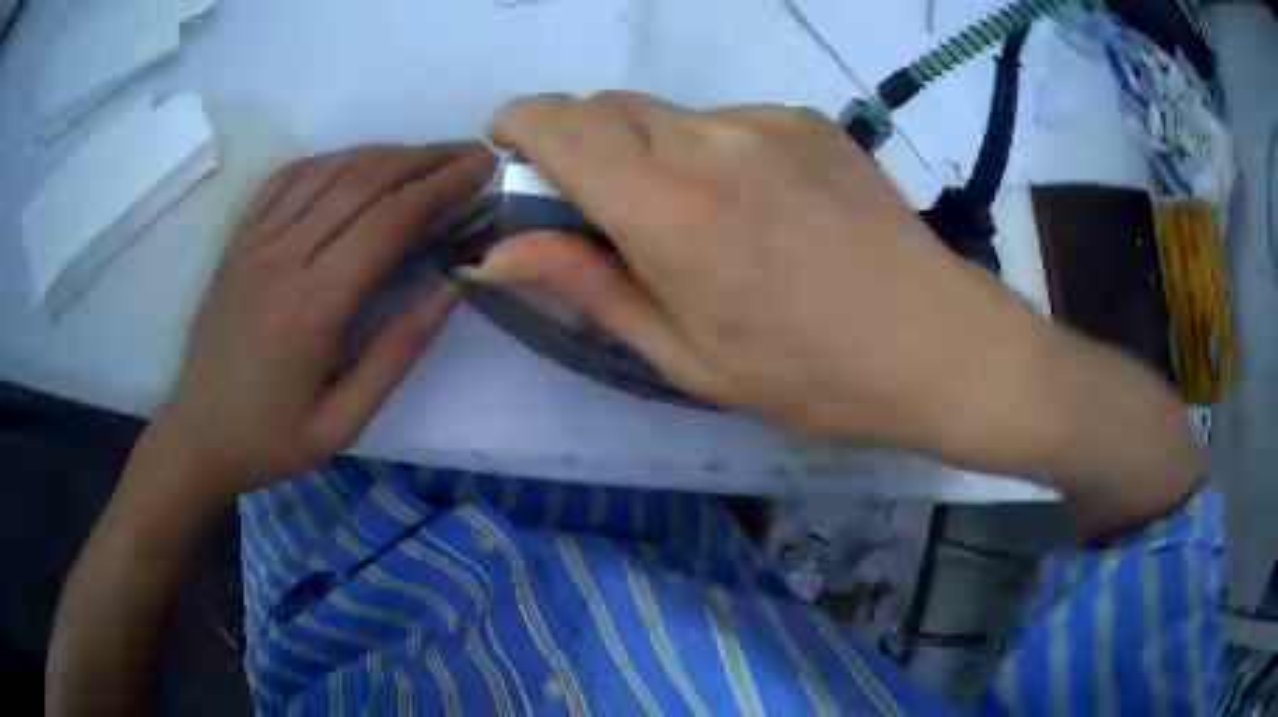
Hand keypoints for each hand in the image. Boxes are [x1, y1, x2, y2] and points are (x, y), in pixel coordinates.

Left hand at [153, 143, 495, 496]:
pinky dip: (330, 159)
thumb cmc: (270, 438)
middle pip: (362, 181)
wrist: (197, 434)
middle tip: (468, 153)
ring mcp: (254, 241)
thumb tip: (446, 293)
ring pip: (328, 170)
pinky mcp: (238, 238)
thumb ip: (394, 357)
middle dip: (425, 158)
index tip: (481, 170)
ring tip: (424, 156)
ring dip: (384, 153)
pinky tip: (355, 163)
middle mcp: (282, 258)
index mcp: (311, 307)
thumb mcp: (341, 424)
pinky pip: (286, 178)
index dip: (441, 187)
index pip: (387, 222)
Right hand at [484, 93, 1040, 455]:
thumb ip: (589, 286)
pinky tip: (758, 206)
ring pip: (665, 112)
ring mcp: (767, 120)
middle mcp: (712, 140)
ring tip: (698, 220)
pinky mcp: (807, 119)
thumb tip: (503, 250)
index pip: (560, 122)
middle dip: (579, 143)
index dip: (519, 124)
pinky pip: (726, 120)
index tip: (512, 153)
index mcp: (670, 209)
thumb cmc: (812, 375)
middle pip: (606, 106)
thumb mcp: (687, 357)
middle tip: (603, 210)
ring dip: (648, 151)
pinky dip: (710, 151)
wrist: (937, 342)